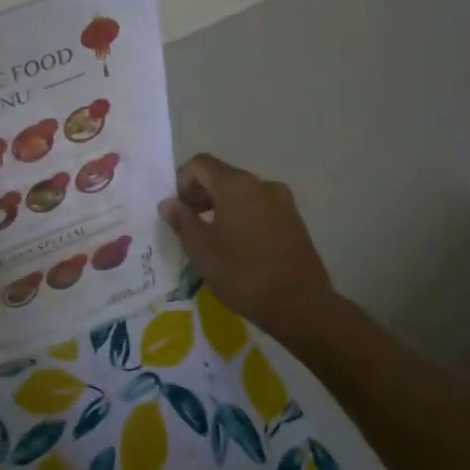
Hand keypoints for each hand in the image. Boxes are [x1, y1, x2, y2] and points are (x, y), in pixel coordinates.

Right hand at [158, 153, 336, 329]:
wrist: (301, 306)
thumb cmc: (243, 274)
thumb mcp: (201, 250)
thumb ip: (182, 220)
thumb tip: (169, 203)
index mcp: (236, 185)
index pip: (200, 164)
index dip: (181, 182)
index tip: (178, 212)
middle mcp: (261, 185)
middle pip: (221, 176)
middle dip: (200, 195)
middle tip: (189, 226)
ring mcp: (282, 202)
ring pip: (241, 193)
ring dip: (220, 207)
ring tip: (212, 239)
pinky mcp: (294, 220)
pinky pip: (259, 208)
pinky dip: (242, 217)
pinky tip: (238, 247)